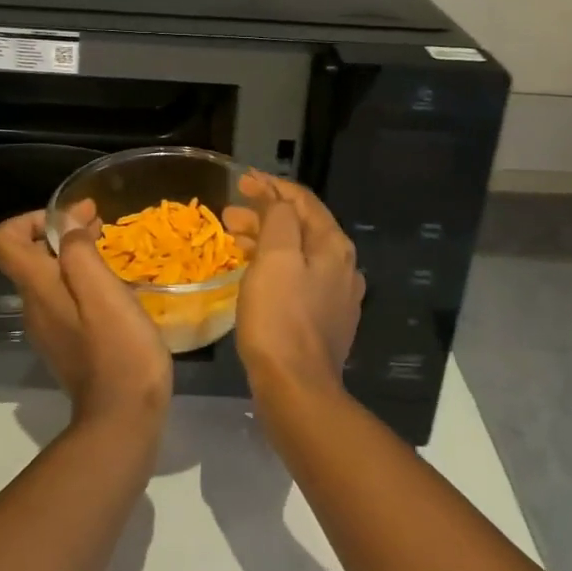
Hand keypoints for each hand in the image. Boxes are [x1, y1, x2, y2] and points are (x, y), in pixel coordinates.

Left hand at [0, 203, 172, 426]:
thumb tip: (67, 225)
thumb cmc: (118, 350)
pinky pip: (65, 299)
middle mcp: (34, 306)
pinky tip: (114, 288)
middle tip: (100, 224)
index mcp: (37, 289)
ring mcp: (49, 329)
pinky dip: (83, 281)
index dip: (30, 219)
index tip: (70, 219)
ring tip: (110, 250)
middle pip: (27, 256)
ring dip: (73, 256)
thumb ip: (79, 252)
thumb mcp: (103, 292)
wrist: (123, 419)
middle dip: (60, 233)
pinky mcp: (67, 344)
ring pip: (49, 278)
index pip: (3, 240)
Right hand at [225, 174, 364, 400]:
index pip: (303, 201)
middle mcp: (342, 267)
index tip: (241, 181)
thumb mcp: (275, 257)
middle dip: (264, 214)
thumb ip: (278, 218)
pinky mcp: (324, 321)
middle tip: (229, 215)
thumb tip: (275, 198)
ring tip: (233, 241)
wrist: (296, 389)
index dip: (271, 186)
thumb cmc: (280, 318)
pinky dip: (274, 267)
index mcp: (334, 246)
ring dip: (266, 240)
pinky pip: (298, 279)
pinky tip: (254, 275)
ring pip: (298, 254)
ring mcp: (336, 297)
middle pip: (301, 226)